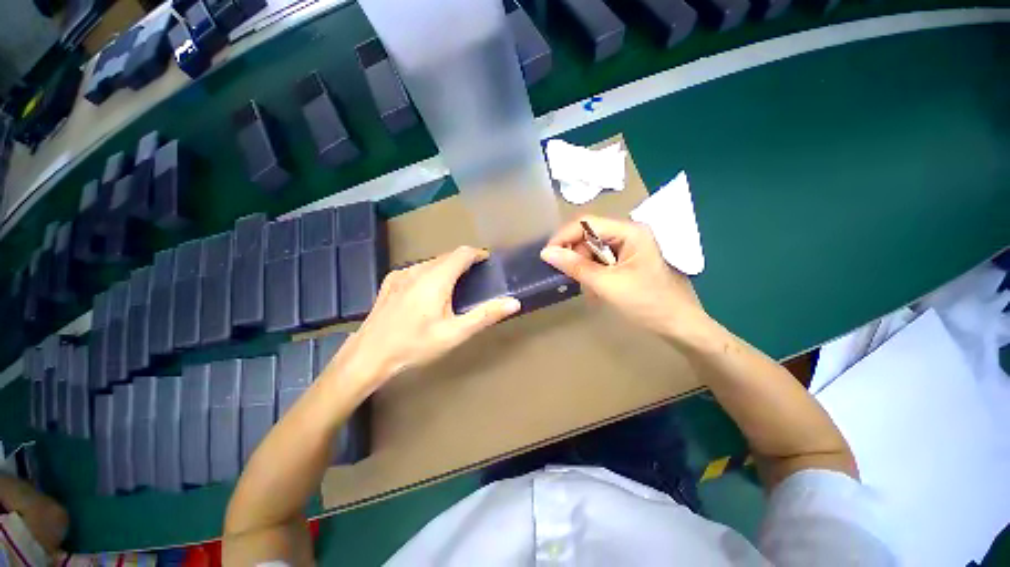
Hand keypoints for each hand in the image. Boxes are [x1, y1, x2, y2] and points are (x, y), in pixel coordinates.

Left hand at [338, 246, 520, 390]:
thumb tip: (513, 302)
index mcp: (436, 279)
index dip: (478, 254)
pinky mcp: (390, 281)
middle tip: (476, 278)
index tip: (488, 261)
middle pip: (447, 256)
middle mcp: (418, 270)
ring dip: (447, 267)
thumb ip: (484, 315)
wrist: (369, 355)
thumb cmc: (415, 345)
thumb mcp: (454, 334)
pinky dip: (430, 273)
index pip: (462, 253)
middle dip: (464, 261)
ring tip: (455, 285)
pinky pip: (417, 269)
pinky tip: (428, 291)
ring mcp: (401, 274)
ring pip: (432, 262)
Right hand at [540, 216, 711, 341]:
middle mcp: (628, 233)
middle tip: (568, 277)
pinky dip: (593, 274)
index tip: (547, 256)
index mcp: (629, 231)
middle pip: (589, 236)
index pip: (586, 223)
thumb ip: (576, 266)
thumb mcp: (607, 284)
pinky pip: (601, 261)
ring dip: (584, 268)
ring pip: (593, 250)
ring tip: (587, 289)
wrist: (678, 325)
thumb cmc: (646, 302)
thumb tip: (546, 253)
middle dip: (576, 256)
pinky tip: (595, 290)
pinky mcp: (627, 261)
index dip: (564, 237)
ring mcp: (628, 247)